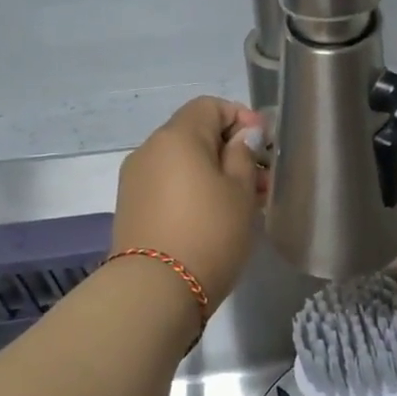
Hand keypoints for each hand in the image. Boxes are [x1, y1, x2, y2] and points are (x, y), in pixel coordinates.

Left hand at [112, 97, 264, 311]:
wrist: (155, 290)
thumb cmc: (209, 233)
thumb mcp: (240, 192)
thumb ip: (244, 155)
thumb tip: (242, 135)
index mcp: (177, 136)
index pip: (210, 105)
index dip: (241, 118)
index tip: (265, 146)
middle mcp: (150, 149)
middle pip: (195, 134)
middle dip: (230, 149)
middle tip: (261, 181)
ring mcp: (136, 179)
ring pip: (182, 162)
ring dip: (213, 172)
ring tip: (243, 203)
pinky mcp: (132, 207)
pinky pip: (168, 185)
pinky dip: (193, 190)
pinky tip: (214, 216)